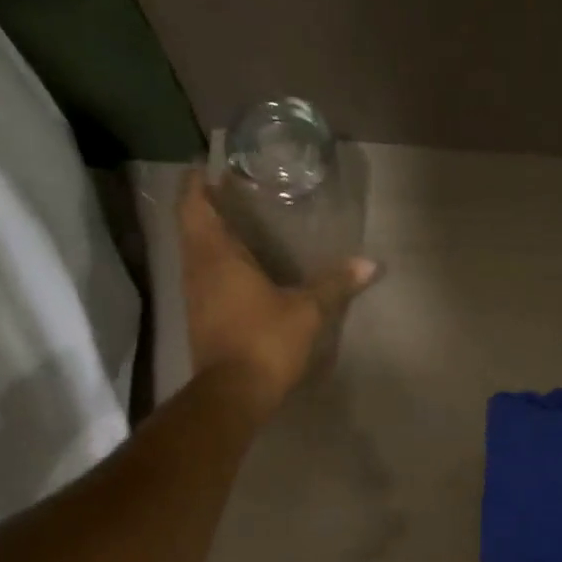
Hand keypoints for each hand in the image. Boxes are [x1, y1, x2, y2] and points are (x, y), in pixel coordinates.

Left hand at [180, 171, 379, 412]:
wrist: (233, 394)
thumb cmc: (265, 341)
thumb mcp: (307, 311)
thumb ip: (335, 284)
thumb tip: (370, 264)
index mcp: (216, 255)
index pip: (193, 205)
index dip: (197, 183)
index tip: (208, 166)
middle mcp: (197, 270)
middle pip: (191, 227)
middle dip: (206, 207)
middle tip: (230, 191)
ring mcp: (195, 297)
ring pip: (195, 254)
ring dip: (209, 237)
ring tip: (237, 226)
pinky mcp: (201, 320)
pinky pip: (203, 279)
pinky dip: (215, 265)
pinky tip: (238, 271)